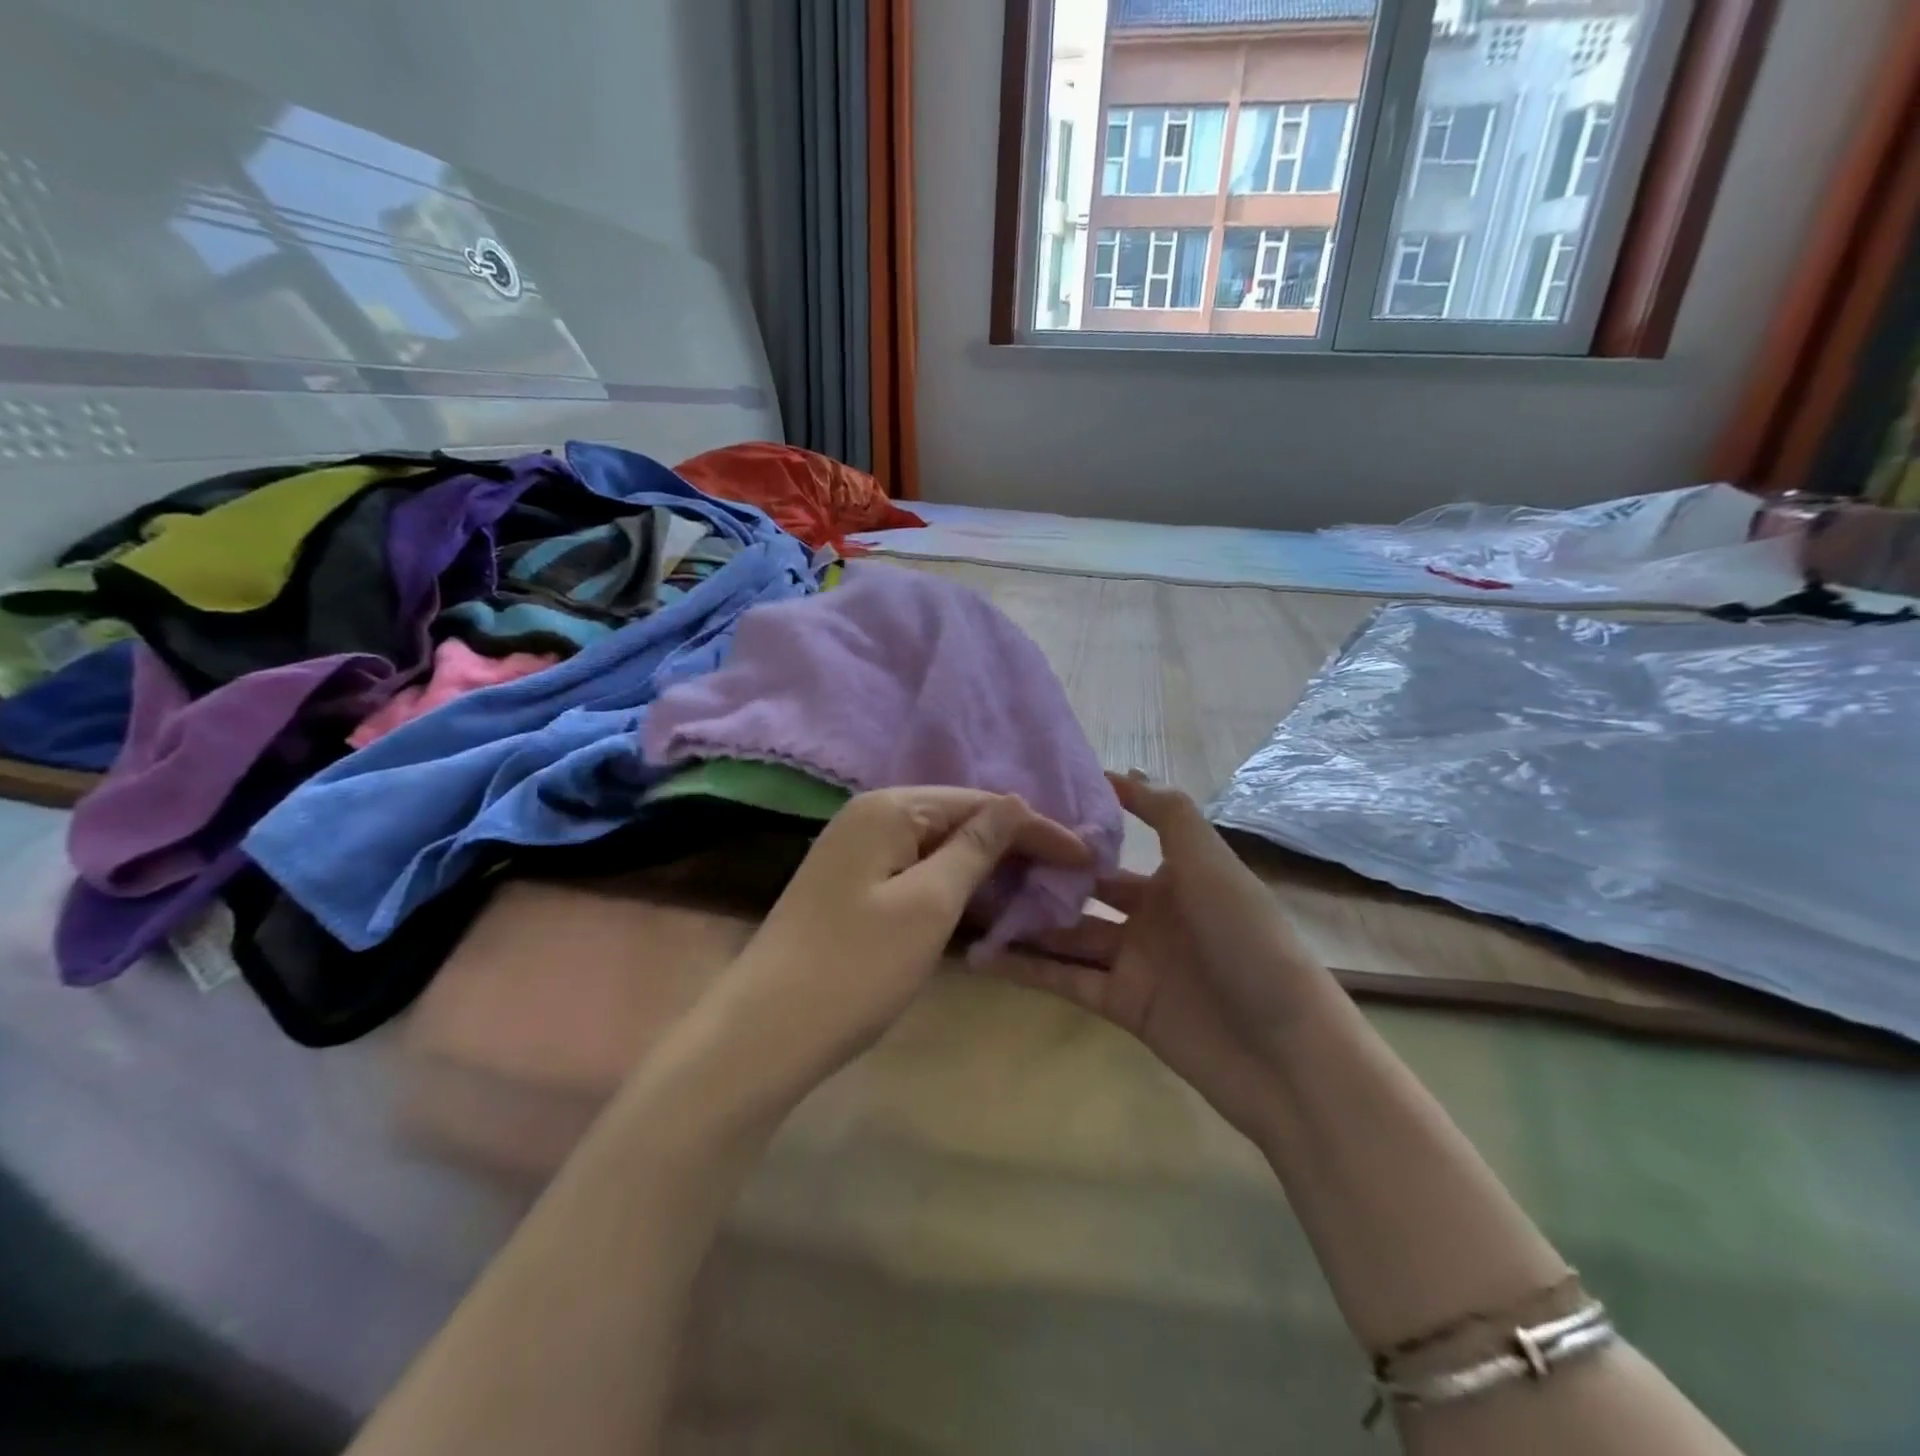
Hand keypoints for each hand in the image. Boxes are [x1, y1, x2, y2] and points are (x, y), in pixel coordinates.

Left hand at [704, 788, 1090, 1096]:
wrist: (764, 1033)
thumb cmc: (855, 966)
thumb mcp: (929, 904)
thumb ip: (975, 848)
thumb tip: (1014, 803)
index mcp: (888, 808)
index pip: (979, 803)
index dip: (1035, 827)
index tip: (1086, 855)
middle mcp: (869, 816)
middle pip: (958, 818)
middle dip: (1012, 844)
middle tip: (1067, 873)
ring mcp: (856, 852)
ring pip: (937, 847)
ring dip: (985, 865)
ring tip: (1037, 886)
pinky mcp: (851, 886)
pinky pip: (916, 871)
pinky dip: (953, 885)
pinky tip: (982, 901)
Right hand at [991, 772, 1328, 1145]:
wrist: (1285, 1051)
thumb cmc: (1248, 940)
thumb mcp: (1211, 863)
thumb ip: (1167, 814)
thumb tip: (1119, 772)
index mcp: (1175, 878)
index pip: (1111, 849)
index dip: (1071, 833)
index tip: (1019, 814)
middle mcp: (1150, 916)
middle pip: (1081, 892)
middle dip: (1037, 877)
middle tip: (978, 860)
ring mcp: (1133, 963)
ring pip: (1066, 935)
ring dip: (1023, 922)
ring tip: (966, 903)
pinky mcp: (1120, 1005)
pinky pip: (1065, 980)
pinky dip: (1027, 969)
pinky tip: (981, 955)